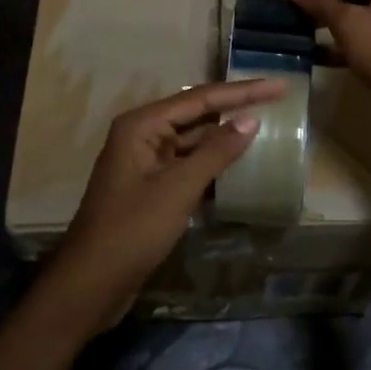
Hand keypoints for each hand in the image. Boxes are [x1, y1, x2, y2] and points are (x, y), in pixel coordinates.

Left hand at [51, 79, 285, 330]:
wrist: (91, 284)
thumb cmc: (132, 230)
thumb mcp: (178, 189)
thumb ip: (216, 152)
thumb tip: (251, 120)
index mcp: (142, 125)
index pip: (201, 98)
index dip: (243, 91)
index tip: (280, 85)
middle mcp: (143, 135)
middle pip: (198, 113)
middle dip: (236, 107)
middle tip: (278, 98)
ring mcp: (147, 162)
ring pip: (195, 140)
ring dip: (226, 135)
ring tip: (267, 126)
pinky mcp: (152, 187)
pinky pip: (189, 164)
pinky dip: (214, 163)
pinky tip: (241, 163)